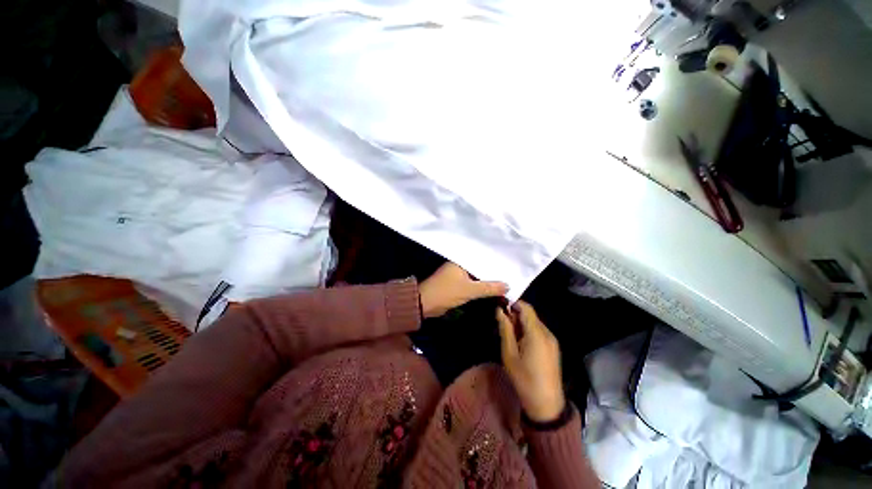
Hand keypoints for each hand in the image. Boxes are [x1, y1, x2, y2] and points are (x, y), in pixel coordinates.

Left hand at [419, 262, 507, 318]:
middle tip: (510, 273)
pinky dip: (480, 287)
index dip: (494, 262)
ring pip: (476, 277)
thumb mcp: (469, 290)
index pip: (481, 258)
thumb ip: (489, 288)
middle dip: (492, 273)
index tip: (509, 264)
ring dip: (487, 281)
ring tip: (505, 281)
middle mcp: (459, 265)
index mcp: (461, 261)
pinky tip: (492, 290)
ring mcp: (457, 275)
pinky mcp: (456, 285)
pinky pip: (472, 284)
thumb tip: (508, 286)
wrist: (425, 304)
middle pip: (479, 268)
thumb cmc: (446, 292)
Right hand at [497, 301, 565, 422]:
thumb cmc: (524, 379)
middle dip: (515, 315)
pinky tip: (520, 343)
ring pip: (534, 323)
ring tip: (509, 335)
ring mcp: (552, 340)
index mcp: (537, 334)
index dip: (513, 303)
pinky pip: (539, 331)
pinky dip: (528, 331)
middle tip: (502, 324)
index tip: (500, 306)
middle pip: (530, 315)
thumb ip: (505, 329)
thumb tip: (499, 311)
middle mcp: (547, 333)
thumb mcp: (509, 354)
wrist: (546, 405)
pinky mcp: (553, 347)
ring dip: (521, 323)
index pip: (526, 308)